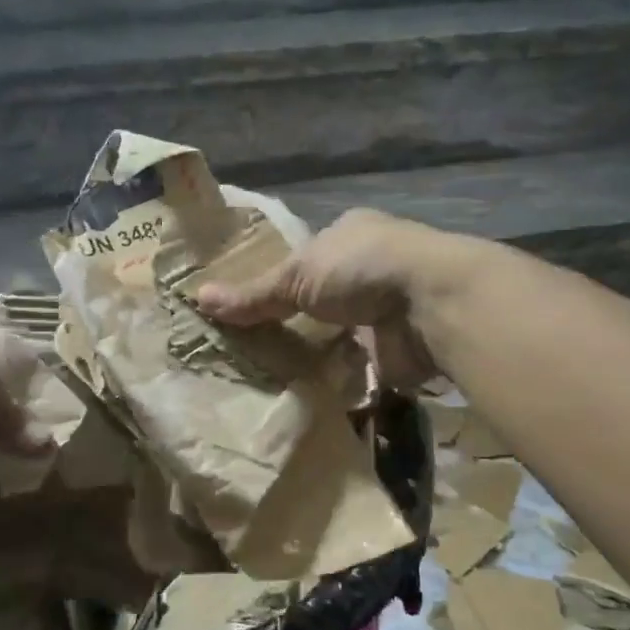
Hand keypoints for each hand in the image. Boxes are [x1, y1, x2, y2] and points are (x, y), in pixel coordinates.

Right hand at [195, 209, 451, 387]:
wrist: (431, 305)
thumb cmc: (361, 268)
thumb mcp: (297, 275)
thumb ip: (252, 294)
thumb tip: (197, 298)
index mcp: (350, 236)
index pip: (306, 257)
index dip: (278, 280)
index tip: (246, 307)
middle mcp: (370, 269)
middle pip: (321, 299)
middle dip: (294, 322)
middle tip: (249, 348)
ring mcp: (386, 312)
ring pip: (338, 336)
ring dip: (314, 354)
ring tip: (266, 377)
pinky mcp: (395, 350)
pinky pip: (356, 368)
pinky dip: (334, 380)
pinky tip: (301, 394)